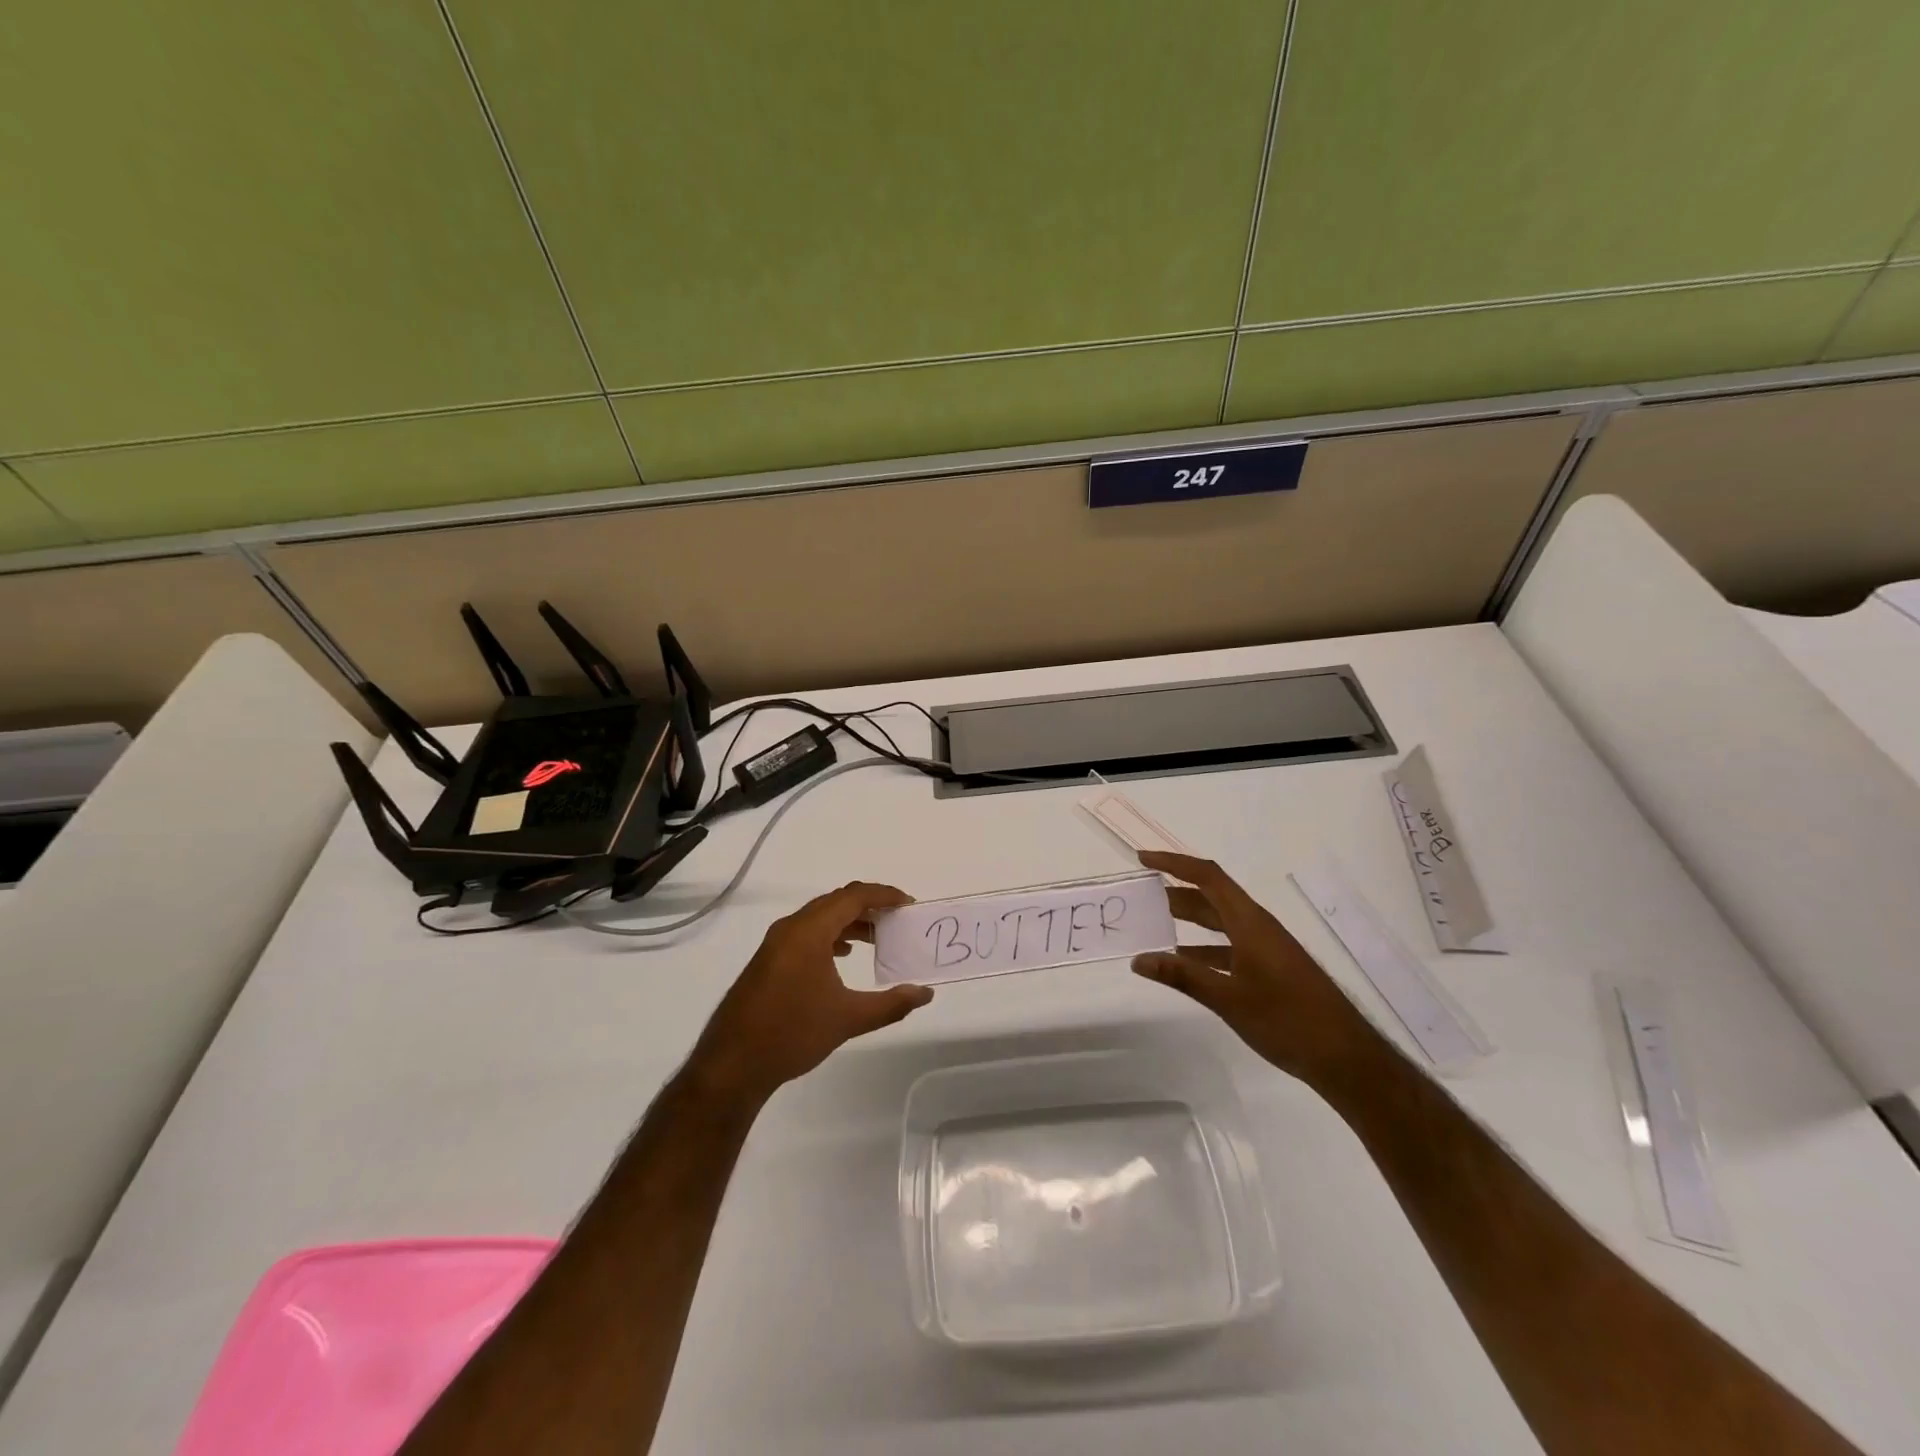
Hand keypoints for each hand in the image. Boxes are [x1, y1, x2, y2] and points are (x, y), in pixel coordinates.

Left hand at [690, 881, 931, 1103]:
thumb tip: (925, 993)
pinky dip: (831, 936)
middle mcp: (791, 928)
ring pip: (820, 918)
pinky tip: (844, 957)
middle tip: (898, 920)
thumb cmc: (792, 1034)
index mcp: (809, 931)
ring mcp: (776, 944)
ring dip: (850, 922)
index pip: (853, 897)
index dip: (884, 895)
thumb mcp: (848, 1019)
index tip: (909, 904)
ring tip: (877, 939)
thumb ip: (891, 1004)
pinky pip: (806, 933)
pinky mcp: (769, 960)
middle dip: (869, 907)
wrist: (732, 1065)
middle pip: (836, 902)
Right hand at [1131, 851, 1377, 1087]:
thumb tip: (1138, 959)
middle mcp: (1258, 927)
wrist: (1345, 1058)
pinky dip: (1203, 949)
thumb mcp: (1229, 999)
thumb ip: (1182, 976)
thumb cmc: (1287, 1020)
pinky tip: (1184, 963)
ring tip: (1155, 924)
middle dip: (1176, 891)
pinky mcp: (1270, 969)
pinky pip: (1229, 946)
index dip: (1175, 864)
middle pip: (1212, 896)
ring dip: (1189, 919)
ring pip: (1220, 922)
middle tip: (1141, 895)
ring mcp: (1266, 948)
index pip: (1208, 877)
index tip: (1144, 860)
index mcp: (1250, 922)